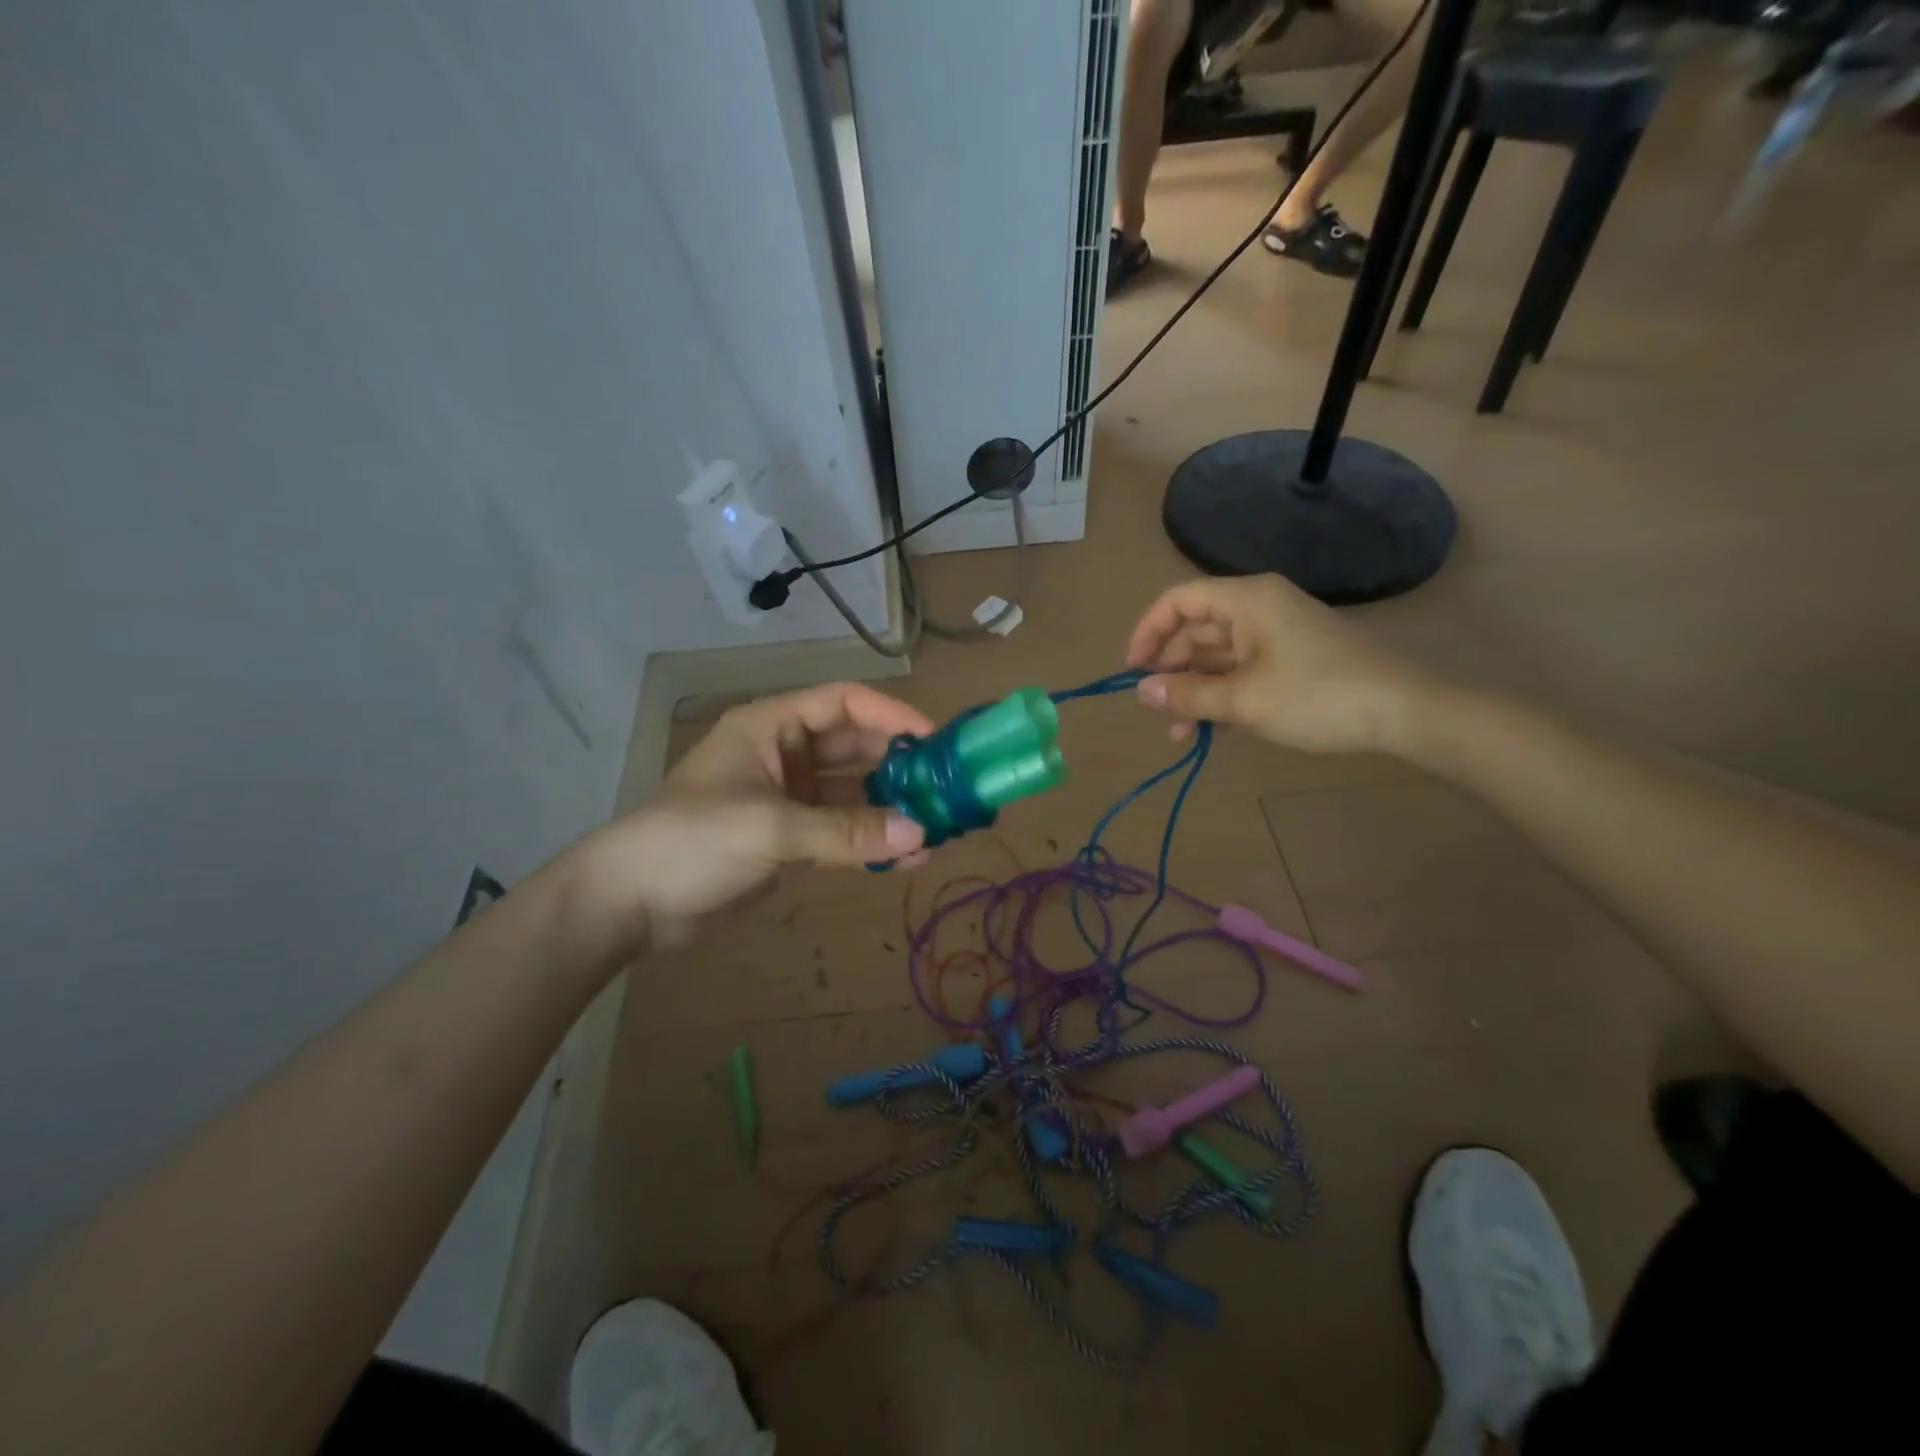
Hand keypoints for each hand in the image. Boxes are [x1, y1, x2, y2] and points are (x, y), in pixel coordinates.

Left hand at [569, 682, 933, 955]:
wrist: (629, 903)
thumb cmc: (692, 841)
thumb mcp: (770, 829)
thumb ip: (846, 832)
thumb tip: (921, 835)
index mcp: (772, 727)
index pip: (843, 702)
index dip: (890, 715)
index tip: (934, 739)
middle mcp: (784, 755)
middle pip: (854, 747)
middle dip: (898, 765)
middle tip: (945, 787)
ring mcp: (788, 798)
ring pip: (852, 792)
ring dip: (889, 808)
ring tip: (936, 827)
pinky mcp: (789, 839)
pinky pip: (841, 831)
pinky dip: (870, 841)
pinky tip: (907, 858)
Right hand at [1124, 575, 1436, 755]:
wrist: (1406, 711)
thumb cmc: (1317, 695)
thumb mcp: (1244, 700)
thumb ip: (1188, 695)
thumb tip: (1141, 692)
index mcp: (1246, 600)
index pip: (1178, 601)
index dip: (1148, 631)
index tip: (1132, 671)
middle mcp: (1258, 608)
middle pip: (1195, 629)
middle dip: (1170, 670)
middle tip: (1156, 709)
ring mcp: (1276, 635)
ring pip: (1217, 656)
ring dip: (1194, 690)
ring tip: (1180, 733)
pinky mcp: (1291, 660)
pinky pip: (1241, 670)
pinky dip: (1221, 695)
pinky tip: (1210, 730)